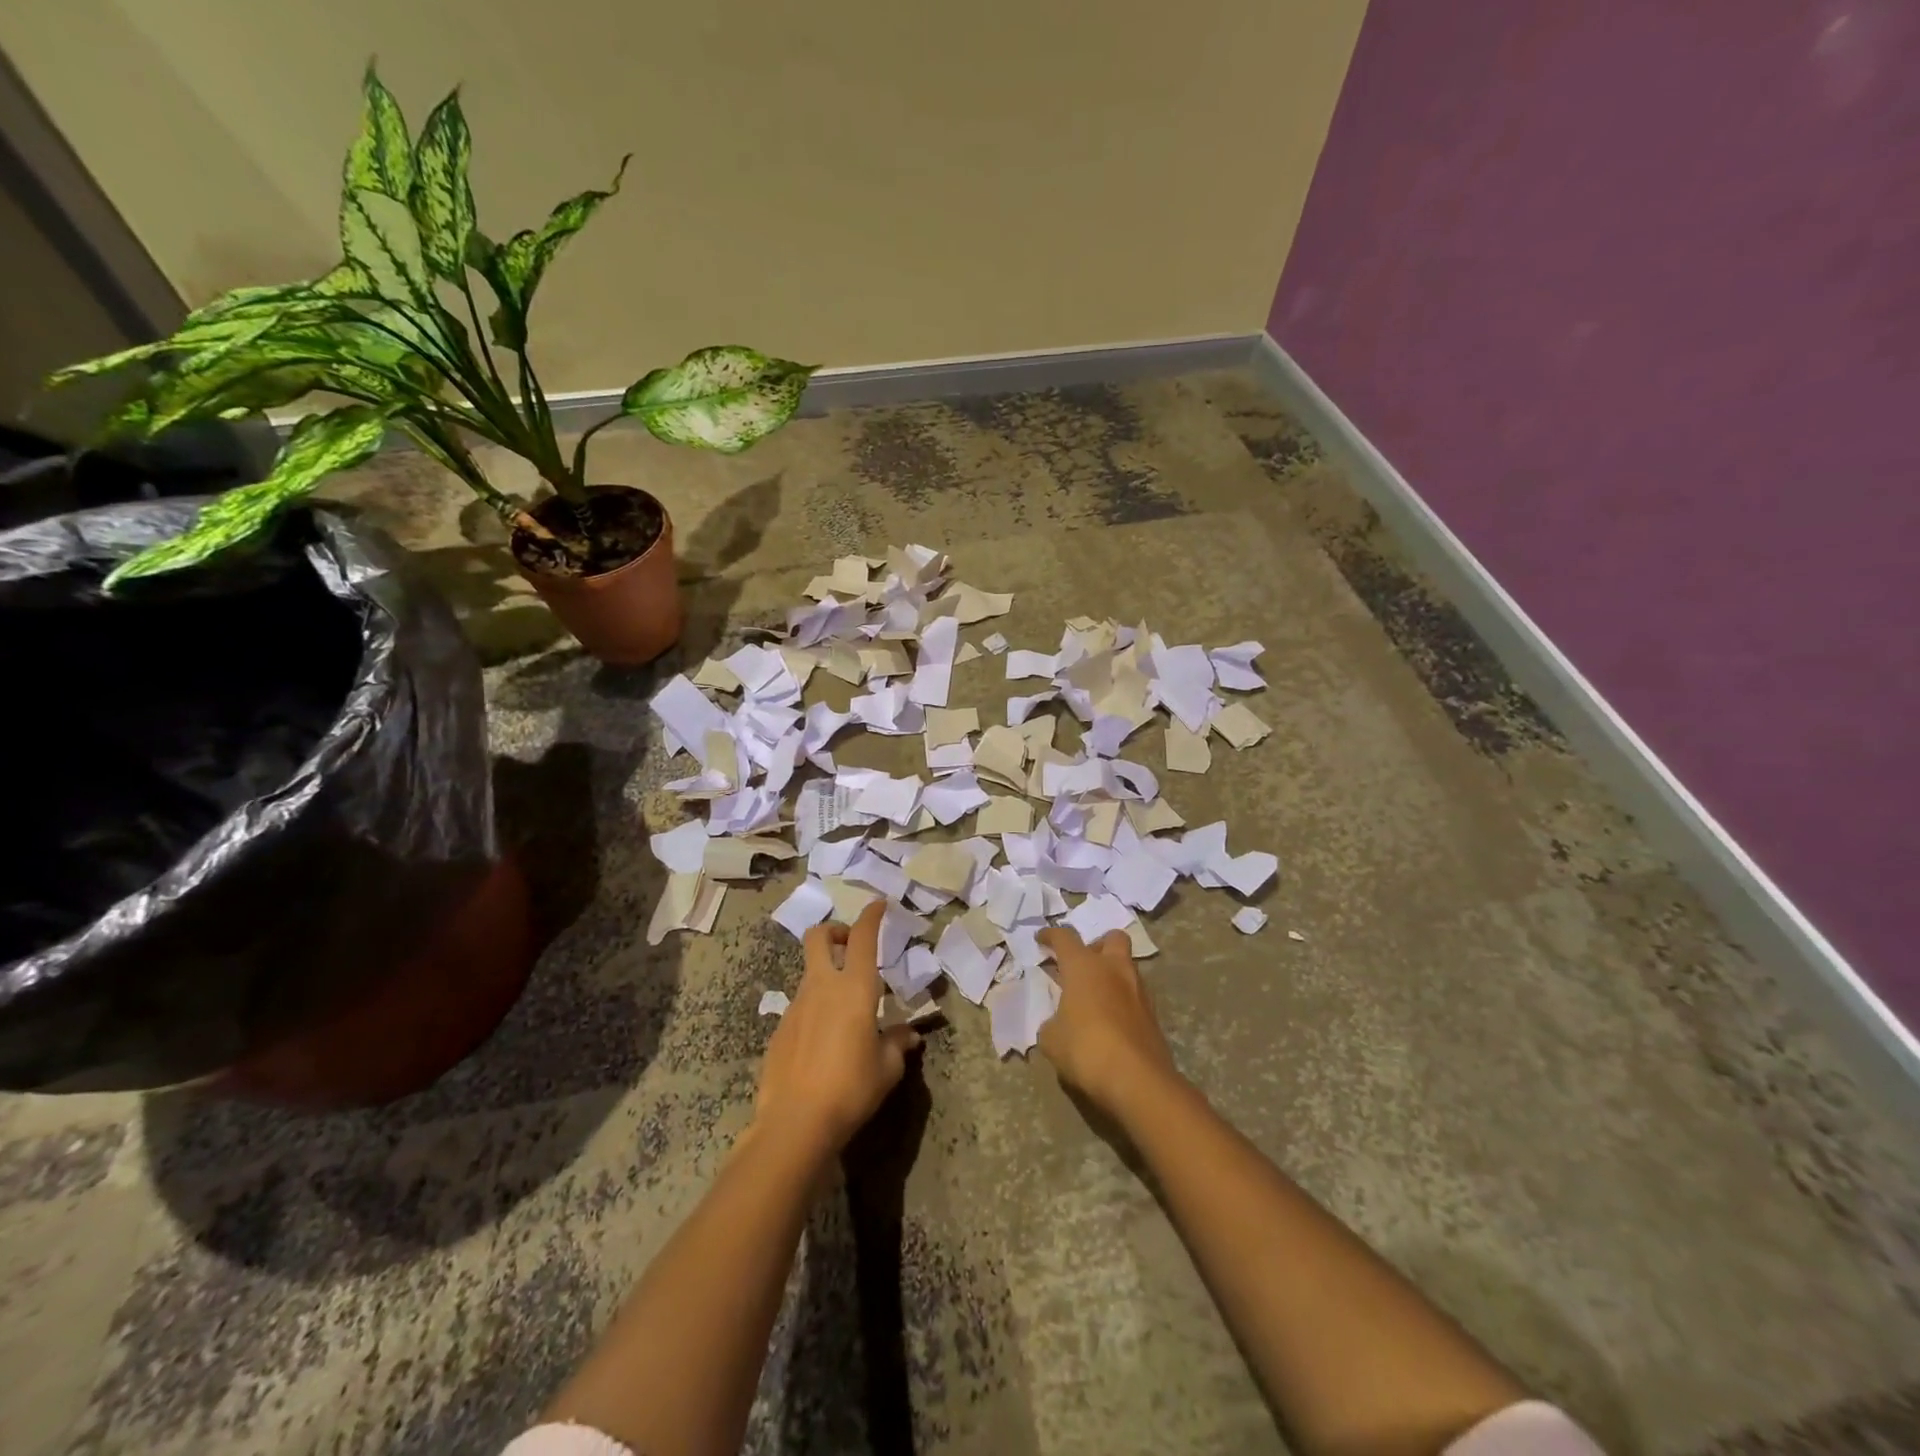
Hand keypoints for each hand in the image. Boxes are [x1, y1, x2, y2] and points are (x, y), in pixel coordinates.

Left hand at [754, 901, 919, 1157]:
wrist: (794, 1123)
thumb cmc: (851, 1088)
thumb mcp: (887, 1068)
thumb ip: (897, 1043)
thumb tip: (908, 1034)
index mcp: (854, 988)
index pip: (862, 937)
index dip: (871, 915)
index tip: (879, 904)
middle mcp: (822, 987)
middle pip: (819, 937)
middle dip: (835, 931)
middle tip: (850, 946)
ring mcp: (796, 1006)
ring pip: (809, 972)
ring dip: (826, 974)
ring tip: (845, 1008)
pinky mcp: (780, 1029)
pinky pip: (801, 1005)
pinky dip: (815, 1007)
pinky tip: (824, 1040)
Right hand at [1035, 927, 1181, 1118]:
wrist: (1137, 1080)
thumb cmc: (1085, 1049)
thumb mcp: (1051, 1039)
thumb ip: (1052, 1023)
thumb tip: (1058, 1023)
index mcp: (1084, 967)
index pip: (1065, 937)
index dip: (1051, 935)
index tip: (1041, 940)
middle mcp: (1114, 969)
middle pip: (1112, 938)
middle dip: (1097, 945)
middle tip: (1083, 963)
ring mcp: (1138, 990)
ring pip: (1127, 966)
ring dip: (1112, 974)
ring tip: (1095, 996)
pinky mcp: (1154, 1015)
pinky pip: (1135, 995)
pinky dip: (1122, 999)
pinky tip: (1111, 1020)